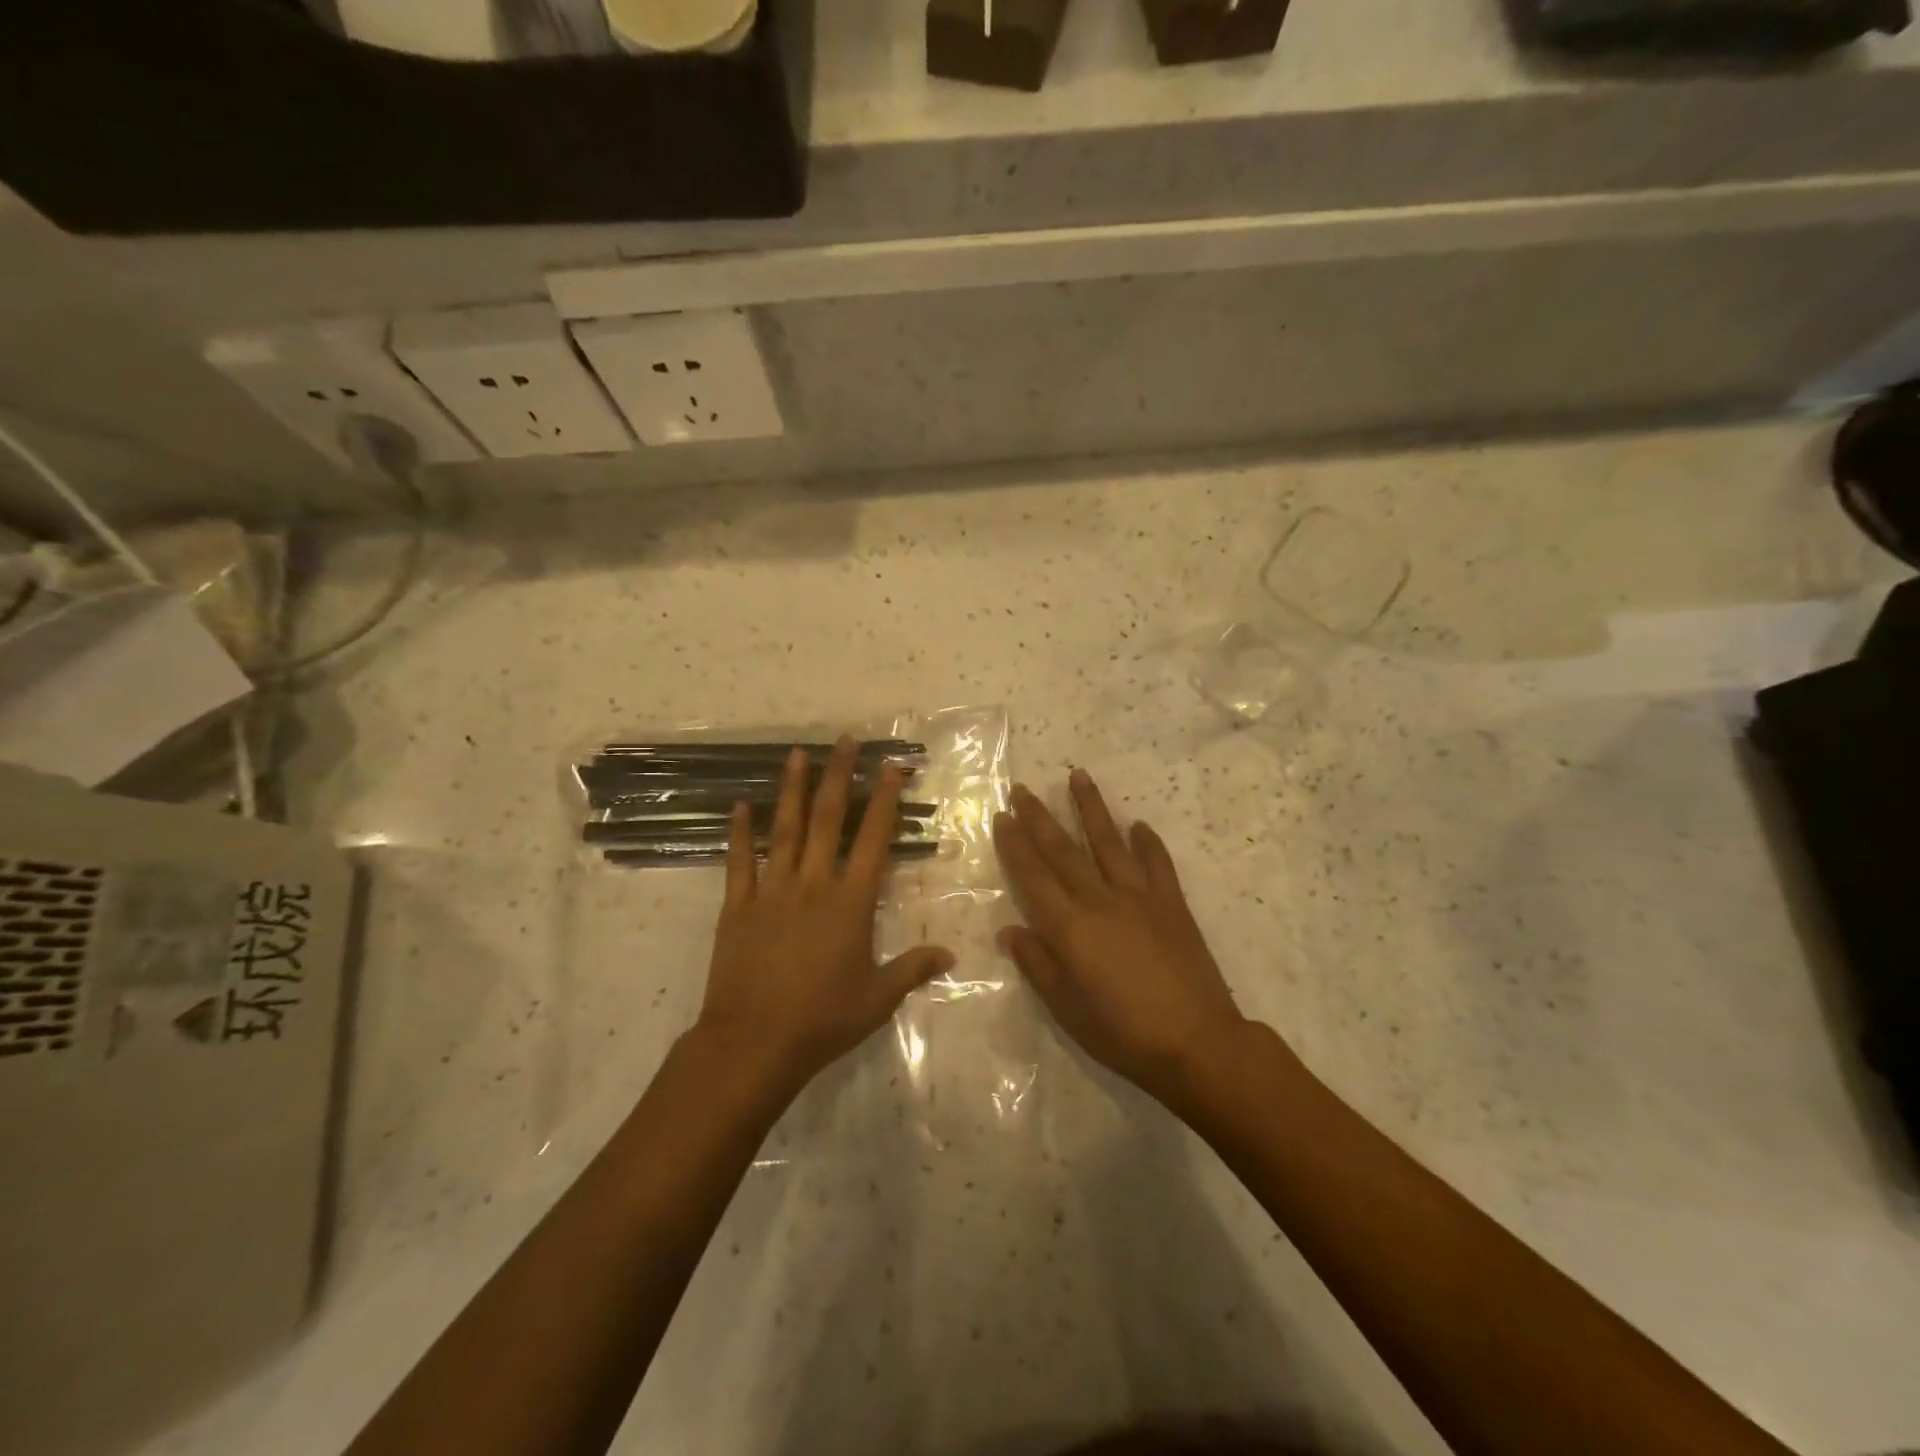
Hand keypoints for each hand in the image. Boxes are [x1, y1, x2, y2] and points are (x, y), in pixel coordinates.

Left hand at [697, 737, 953, 1096]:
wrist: (753, 1043)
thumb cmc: (823, 1020)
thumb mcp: (877, 998)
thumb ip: (913, 970)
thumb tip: (951, 955)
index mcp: (850, 902)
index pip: (875, 838)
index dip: (886, 799)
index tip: (892, 766)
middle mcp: (813, 884)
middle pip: (829, 819)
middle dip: (840, 776)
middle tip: (845, 741)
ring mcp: (771, 891)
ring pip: (785, 829)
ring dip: (792, 789)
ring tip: (797, 754)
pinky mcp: (737, 906)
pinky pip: (739, 861)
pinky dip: (740, 832)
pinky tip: (741, 806)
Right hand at [993, 770, 1250, 1104]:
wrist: (1198, 1043)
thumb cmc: (1124, 1034)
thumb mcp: (1068, 1010)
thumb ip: (1038, 965)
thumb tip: (1009, 930)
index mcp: (1070, 928)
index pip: (1033, 877)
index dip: (1015, 845)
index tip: (1002, 817)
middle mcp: (1101, 901)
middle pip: (1064, 851)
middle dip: (1040, 817)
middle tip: (1023, 789)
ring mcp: (1140, 897)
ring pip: (1109, 842)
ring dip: (1091, 808)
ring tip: (1078, 776)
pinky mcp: (1173, 904)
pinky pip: (1158, 864)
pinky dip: (1148, 843)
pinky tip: (1139, 825)